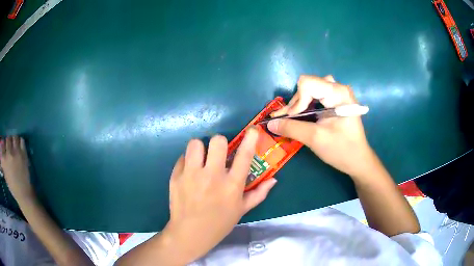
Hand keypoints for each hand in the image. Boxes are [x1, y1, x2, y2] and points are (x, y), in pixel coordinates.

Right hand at [1, 136, 34, 201]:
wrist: (23, 194)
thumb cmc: (13, 187)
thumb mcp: (5, 175)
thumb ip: (3, 162)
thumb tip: (2, 151)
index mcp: (3, 160)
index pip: (2, 144)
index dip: (4, 144)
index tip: (5, 146)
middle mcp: (8, 153)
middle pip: (8, 138)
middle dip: (9, 141)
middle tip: (10, 145)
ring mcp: (15, 152)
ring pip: (14, 137)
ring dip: (14, 140)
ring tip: (15, 144)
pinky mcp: (23, 154)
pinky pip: (21, 140)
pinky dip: (20, 141)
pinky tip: (20, 146)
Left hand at [163, 128, 276, 262]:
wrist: (189, 234)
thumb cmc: (219, 224)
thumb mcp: (242, 210)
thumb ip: (259, 194)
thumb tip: (274, 179)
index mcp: (232, 186)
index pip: (244, 156)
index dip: (250, 139)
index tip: (252, 130)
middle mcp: (212, 177)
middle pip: (217, 141)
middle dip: (219, 143)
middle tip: (217, 153)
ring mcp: (191, 175)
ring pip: (196, 144)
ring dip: (200, 149)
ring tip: (200, 159)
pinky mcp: (176, 176)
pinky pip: (182, 157)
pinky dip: (187, 161)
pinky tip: (189, 172)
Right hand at [267, 75, 374, 177]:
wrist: (358, 160)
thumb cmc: (342, 150)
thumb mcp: (315, 139)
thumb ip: (291, 128)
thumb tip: (270, 124)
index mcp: (338, 92)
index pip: (307, 83)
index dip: (296, 101)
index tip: (292, 118)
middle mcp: (338, 88)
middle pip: (308, 85)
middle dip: (296, 103)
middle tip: (288, 120)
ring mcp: (339, 94)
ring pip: (311, 89)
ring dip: (300, 103)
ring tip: (294, 117)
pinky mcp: (337, 101)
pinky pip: (317, 95)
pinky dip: (306, 105)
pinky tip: (302, 115)